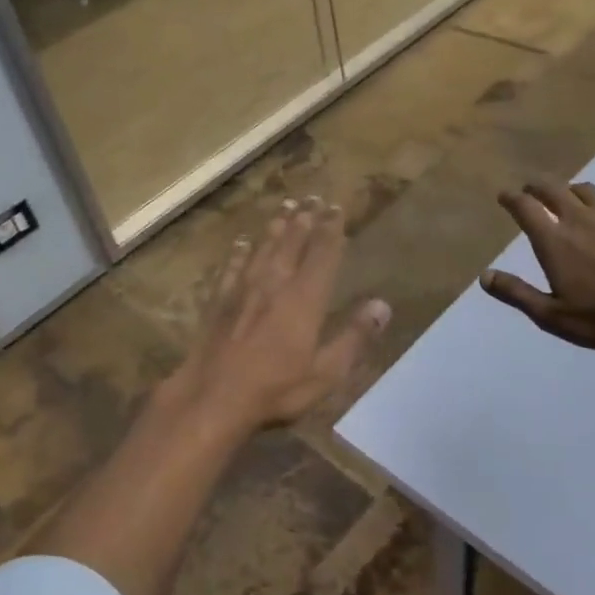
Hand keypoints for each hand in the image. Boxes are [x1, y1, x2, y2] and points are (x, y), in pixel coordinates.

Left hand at [166, 196, 391, 432]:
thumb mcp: (326, 373)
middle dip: (305, 219)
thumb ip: (354, 337)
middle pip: (292, 242)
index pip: (323, 254)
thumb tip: (382, 305)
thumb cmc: (275, 390)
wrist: (212, 397)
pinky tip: (242, 243)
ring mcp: (242, 289)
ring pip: (263, 247)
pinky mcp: (218, 300)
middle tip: (313, 198)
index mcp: (304, 298)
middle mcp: (274, 283)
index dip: (332, 229)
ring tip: (286, 207)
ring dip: (276, 226)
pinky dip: (239, 252)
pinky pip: (231, 266)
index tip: (337, 208)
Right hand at [481, 180, 594, 351]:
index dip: (511, 198)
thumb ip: (517, 293)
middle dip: (536, 185)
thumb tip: (485, 276)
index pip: (525, 207)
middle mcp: (579, 219)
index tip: (504, 196)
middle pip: (553, 188)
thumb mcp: (551, 315)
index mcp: (554, 240)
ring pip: (585, 190)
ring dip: (570, 190)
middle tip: (529, 189)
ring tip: (567, 198)